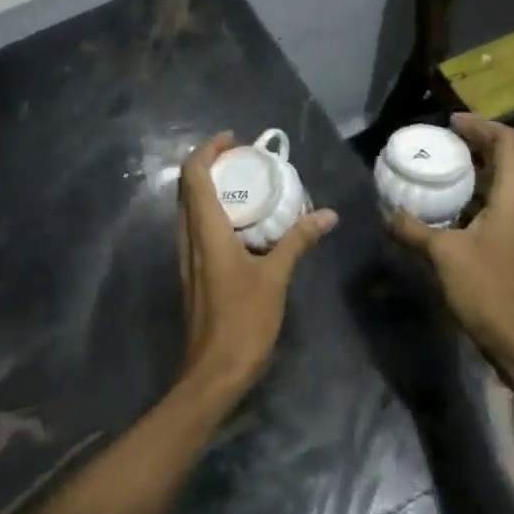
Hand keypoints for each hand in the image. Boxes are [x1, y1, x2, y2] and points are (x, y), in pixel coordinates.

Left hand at [176, 133, 337, 402]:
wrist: (213, 373)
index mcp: (205, 232)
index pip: (193, 175)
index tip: (234, 140)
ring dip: (211, 188)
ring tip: (246, 185)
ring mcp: (186, 258)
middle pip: (188, 187)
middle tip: (245, 159)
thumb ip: (298, 241)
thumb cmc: (243, 322)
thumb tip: (326, 214)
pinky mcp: (193, 274)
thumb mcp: (276, 278)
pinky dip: (214, 213)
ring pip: (190, 209)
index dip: (208, 150)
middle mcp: (188, 239)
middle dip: (211, 165)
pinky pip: (197, 229)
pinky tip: (244, 225)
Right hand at [385, 115, 513, 387]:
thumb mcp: (443, 254)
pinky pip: (487, 206)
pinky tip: (438, 208)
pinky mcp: (506, 244)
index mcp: (511, 197)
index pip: (506, 142)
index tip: (449, 123)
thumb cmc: (486, 289)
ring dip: (467, 172)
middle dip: (470, 145)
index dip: (480, 125)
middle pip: (500, 159)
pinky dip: (465, 197)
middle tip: (436, 142)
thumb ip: (412, 229)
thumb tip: (385, 211)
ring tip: (433, 169)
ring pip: (493, 184)